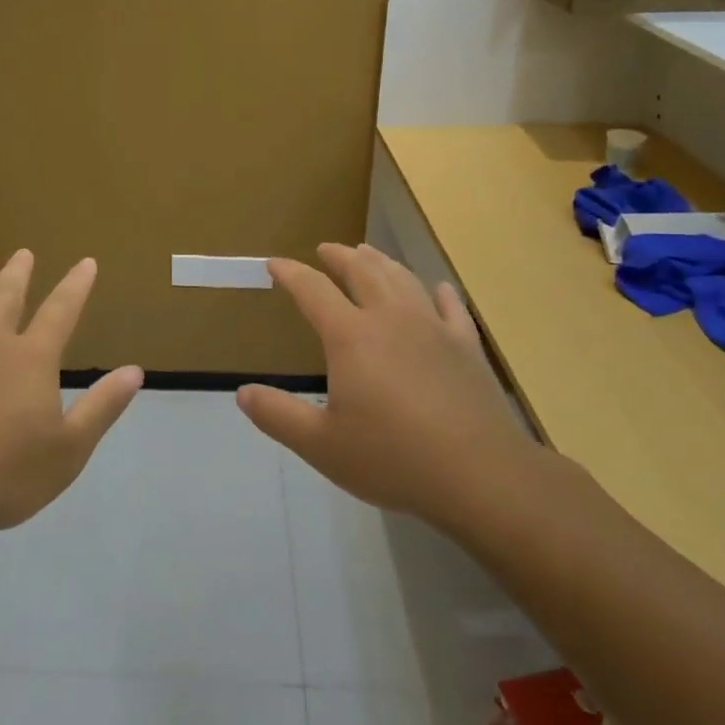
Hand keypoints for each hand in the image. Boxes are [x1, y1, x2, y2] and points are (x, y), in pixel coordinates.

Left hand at [0, 250, 143, 532]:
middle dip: (19, 272)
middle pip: (7, 296)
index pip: (61, 310)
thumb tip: (135, 370)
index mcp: (31, 359)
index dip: (76, 285)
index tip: (86, 262)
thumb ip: (103, 406)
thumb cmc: (8, 474)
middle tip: (24, 252)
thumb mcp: (70, 449)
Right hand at [237, 243, 539, 522]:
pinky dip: (439, 292)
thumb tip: (243, 393)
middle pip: (362, 272)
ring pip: (403, 279)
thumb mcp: (321, 445)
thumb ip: (279, 415)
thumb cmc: (393, 458)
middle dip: (339, 256)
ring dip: (381, 262)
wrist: (480, 475)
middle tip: (326, 249)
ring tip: (368, 253)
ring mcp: (433, 329)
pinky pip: (450, 307)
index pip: (312, 290)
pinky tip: (437, 288)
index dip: (290, 273)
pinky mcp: (466, 347)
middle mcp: (390, 319)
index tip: (275, 264)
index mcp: (351, 336)